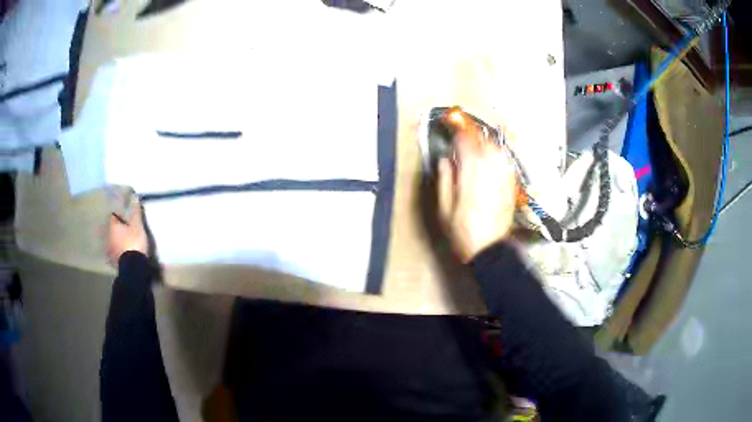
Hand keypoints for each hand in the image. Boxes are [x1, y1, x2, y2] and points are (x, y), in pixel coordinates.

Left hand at [106, 200, 147, 266]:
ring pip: (112, 242)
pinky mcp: (113, 262)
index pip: (113, 216)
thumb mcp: (137, 225)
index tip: (124, 216)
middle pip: (111, 230)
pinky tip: (121, 254)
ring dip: (116, 241)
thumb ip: (135, 211)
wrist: (133, 267)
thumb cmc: (134, 242)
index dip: (118, 215)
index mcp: (112, 226)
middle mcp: (108, 237)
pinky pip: (114, 254)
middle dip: (116, 229)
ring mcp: (110, 251)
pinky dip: (117, 253)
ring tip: (122, 242)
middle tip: (124, 229)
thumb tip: (134, 196)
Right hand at [437, 127, 516, 262]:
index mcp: (471, 177)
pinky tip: (493, 159)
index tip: (453, 129)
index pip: (466, 145)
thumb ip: (444, 181)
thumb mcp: (445, 210)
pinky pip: (506, 164)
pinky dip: (499, 156)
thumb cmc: (463, 232)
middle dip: (474, 136)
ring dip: (487, 144)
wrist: (489, 250)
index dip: (459, 134)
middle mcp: (489, 174)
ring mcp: (503, 180)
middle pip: (485, 144)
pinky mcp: (510, 187)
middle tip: (465, 137)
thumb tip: (444, 161)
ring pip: (498, 151)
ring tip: (479, 146)